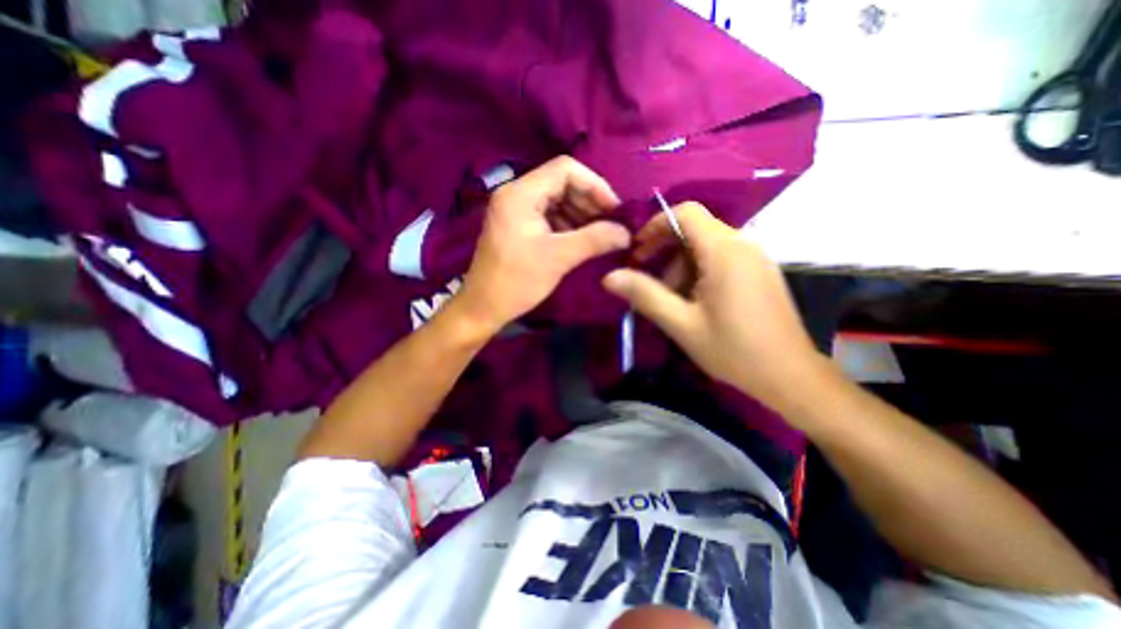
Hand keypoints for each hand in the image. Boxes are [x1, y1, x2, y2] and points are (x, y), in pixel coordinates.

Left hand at [453, 155, 627, 332]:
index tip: (614, 210)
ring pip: (557, 200)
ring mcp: (516, 210)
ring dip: (581, 215)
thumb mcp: (559, 258)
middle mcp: (516, 194)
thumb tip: (626, 233)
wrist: (484, 307)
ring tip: (601, 235)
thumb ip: (595, 240)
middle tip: (611, 225)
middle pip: (562, 183)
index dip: (595, 185)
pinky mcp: (518, 226)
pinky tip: (582, 240)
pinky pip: (549, 216)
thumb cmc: (517, 281)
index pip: (565, 169)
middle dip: (590, 202)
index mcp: (521, 193)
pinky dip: (569, 225)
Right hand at [605, 202, 821, 412]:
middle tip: (646, 279)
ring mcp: (755, 258)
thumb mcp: (681, 323)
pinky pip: (722, 258)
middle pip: (695, 229)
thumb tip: (609, 277)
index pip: (686, 213)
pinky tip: (693, 301)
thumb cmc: (733, 350)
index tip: (637, 250)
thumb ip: (645, 295)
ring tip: (669, 298)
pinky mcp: (759, 272)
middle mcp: (743, 244)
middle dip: (665, 250)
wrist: (790, 376)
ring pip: (707, 246)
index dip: (656, 225)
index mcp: (725, 251)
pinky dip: (699, 271)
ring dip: (681, 265)